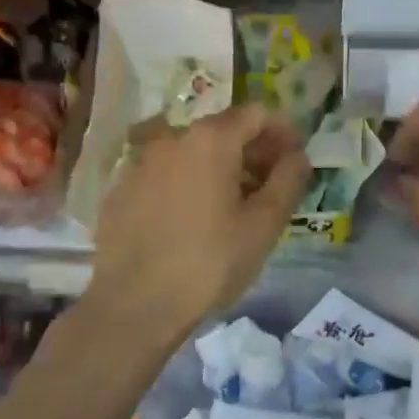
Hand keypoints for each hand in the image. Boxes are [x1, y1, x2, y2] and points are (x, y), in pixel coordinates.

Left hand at [83, 104, 310, 353]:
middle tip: (269, 185)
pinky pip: (164, 174)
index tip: (295, 158)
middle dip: (251, 150)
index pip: (256, 113)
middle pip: (222, 130)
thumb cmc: (209, 263)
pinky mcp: (121, 188)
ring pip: (190, 152)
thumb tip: (297, 155)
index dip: (282, 131)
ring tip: (231, 205)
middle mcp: (171, 137)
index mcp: (211, 139)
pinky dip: (185, 183)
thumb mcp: (263, 225)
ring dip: (217, 167)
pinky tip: (190, 220)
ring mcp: (140, 161)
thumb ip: (288, 181)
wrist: (133, 305)